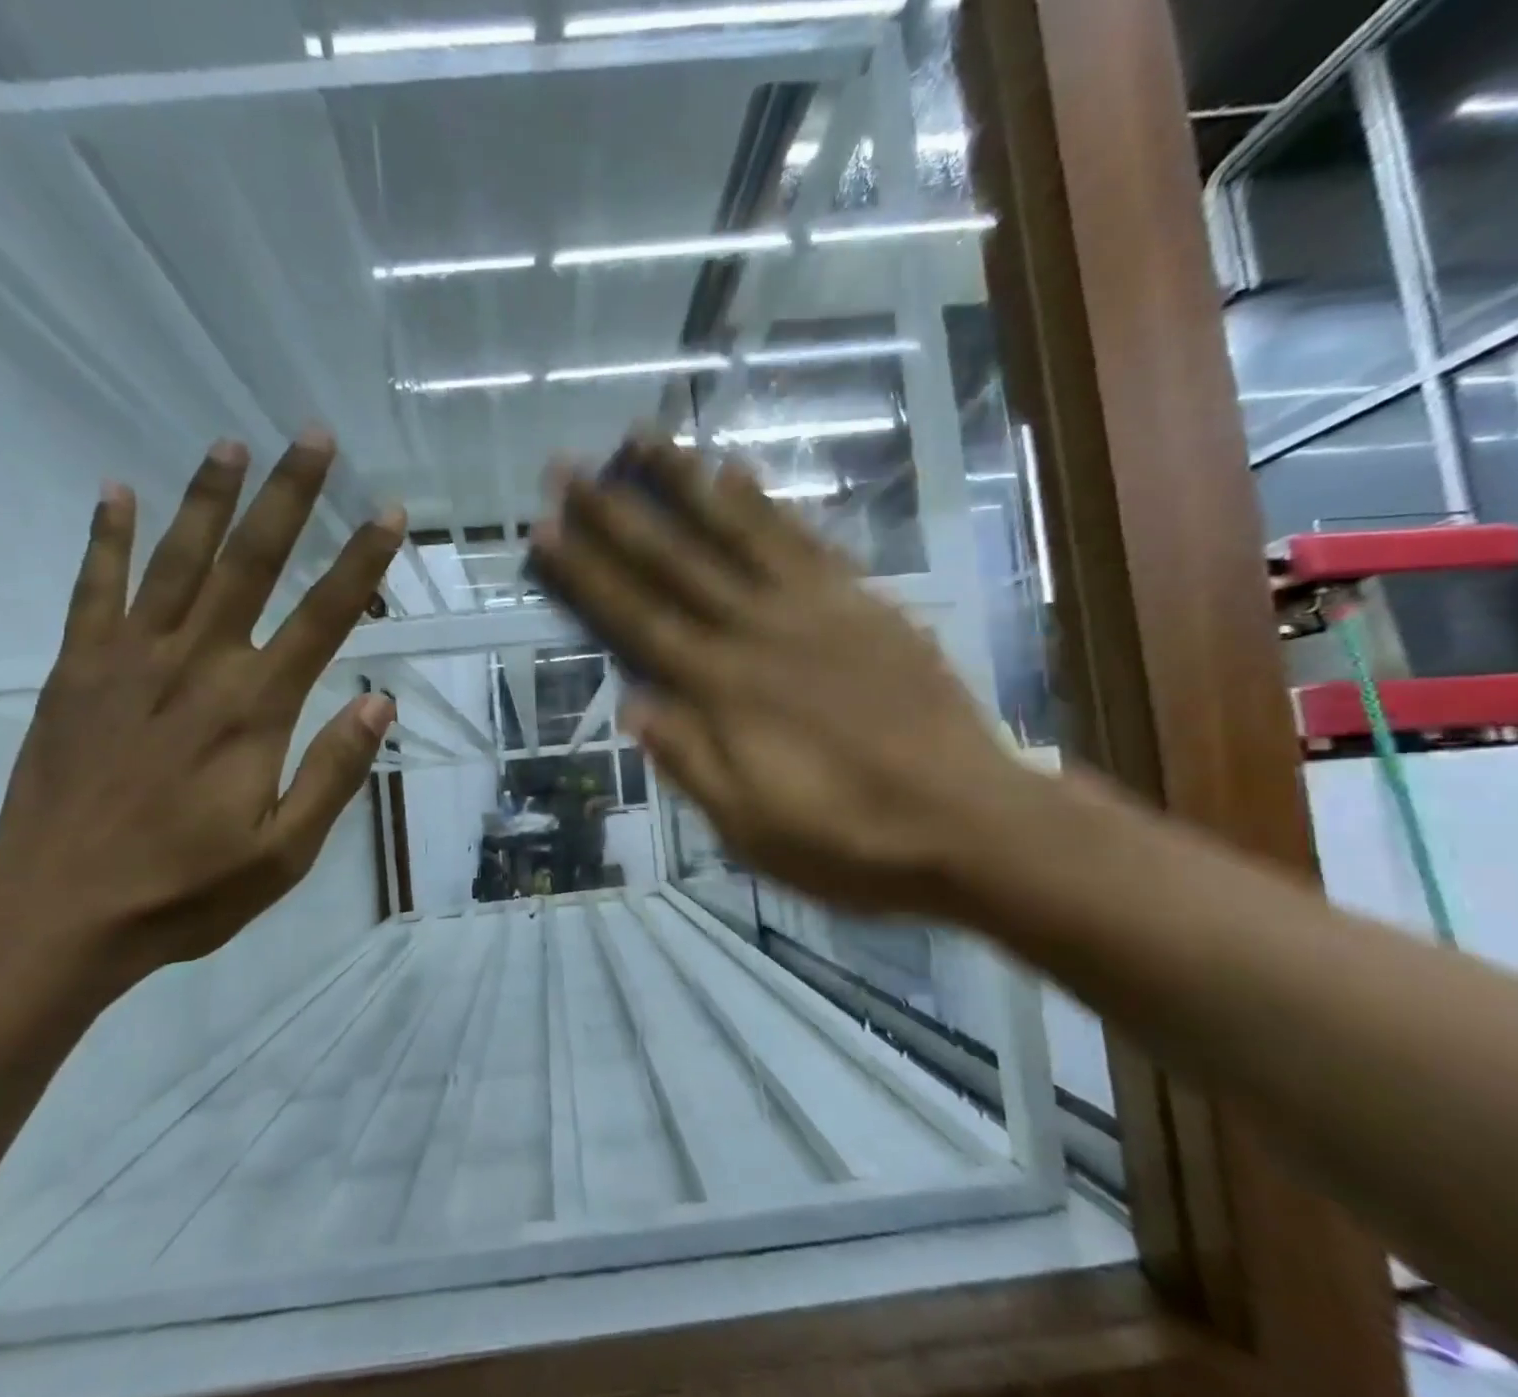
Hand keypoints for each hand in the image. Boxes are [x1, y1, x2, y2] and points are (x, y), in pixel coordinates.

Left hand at [0, 431, 402, 991]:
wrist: (54, 913)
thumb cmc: (184, 889)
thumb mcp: (284, 852)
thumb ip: (333, 772)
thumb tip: (379, 703)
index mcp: (254, 709)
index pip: (323, 618)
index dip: (361, 563)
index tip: (388, 514)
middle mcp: (198, 665)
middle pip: (252, 564)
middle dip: (289, 498)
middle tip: (313, 437)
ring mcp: (130, 661)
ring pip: (177, 561)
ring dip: (208, 499)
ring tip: (231, 443)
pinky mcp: (77, 671)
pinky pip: (94, 589)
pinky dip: (105, 537)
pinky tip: (116, 491)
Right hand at [528, 435, 1029, 919]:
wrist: (972, 823)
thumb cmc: (850, 839)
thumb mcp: (750, 827)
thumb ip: (690, 759)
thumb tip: (632, 702)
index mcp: (725, 690)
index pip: (637, 621)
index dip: (586, 575)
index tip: (545, 529)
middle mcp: (760, 633)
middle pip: (675, 562)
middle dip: (615, 513)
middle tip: (568, 466)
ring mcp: (817, 609)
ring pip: (738, 531)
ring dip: (685, 481)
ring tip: (643, 435)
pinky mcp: (864, 603)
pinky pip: (806, 540)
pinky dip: (766, 503)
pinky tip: (737, 470)